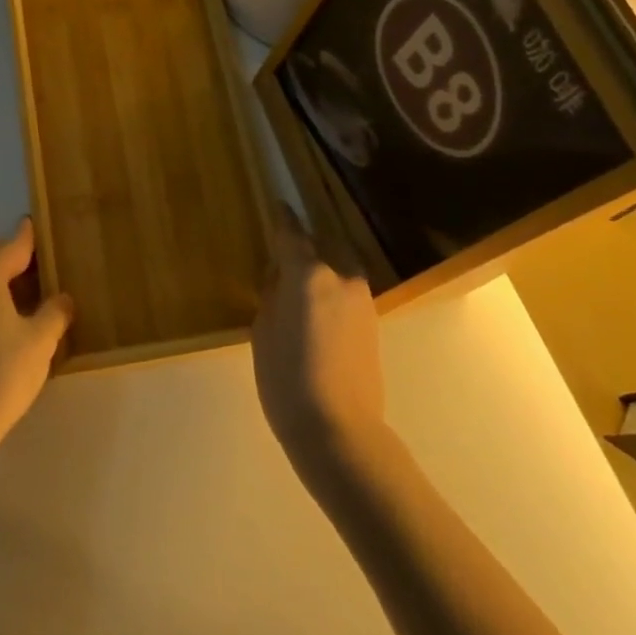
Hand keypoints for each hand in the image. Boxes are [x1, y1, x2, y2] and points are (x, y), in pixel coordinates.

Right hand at [252, 205, 384, 475]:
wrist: (340, 430)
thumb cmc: (286, 380)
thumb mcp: (263, 332)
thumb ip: (272, 296)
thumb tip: (281, 280)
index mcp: (309, 274)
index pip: (292, 234)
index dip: (282, 219)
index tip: (278, 204)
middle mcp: (340, 276)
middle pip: (322, 246)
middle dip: (305, 245)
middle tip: (284, 255)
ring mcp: (361, 298)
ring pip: (338, 267)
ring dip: (321, 268)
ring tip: (300, 286)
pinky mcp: (373, 321)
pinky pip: (347, 290)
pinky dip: (332, 289)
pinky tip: (317, 311)